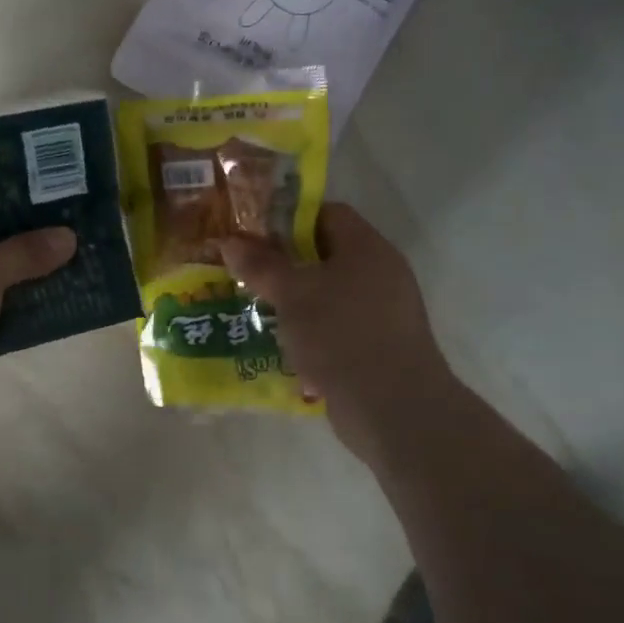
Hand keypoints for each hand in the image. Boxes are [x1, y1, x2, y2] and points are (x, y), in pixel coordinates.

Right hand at [219, 203, 454, 461]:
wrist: (393, 409)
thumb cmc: (342, 335)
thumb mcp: (292, 295)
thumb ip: (261, 265)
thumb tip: (230, 240)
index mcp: (367, 248)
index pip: (327, 213)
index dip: (289, 217)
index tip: (253, 233)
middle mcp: (380, 273)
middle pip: (326, 253)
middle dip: (285, 261)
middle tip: (246, 269)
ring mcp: (382, 312)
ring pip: (329, 292)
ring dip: (295, 299)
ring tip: (255, 305)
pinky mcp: (377, 346)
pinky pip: (336, 325)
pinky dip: (310, 329)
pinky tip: (280, 341)